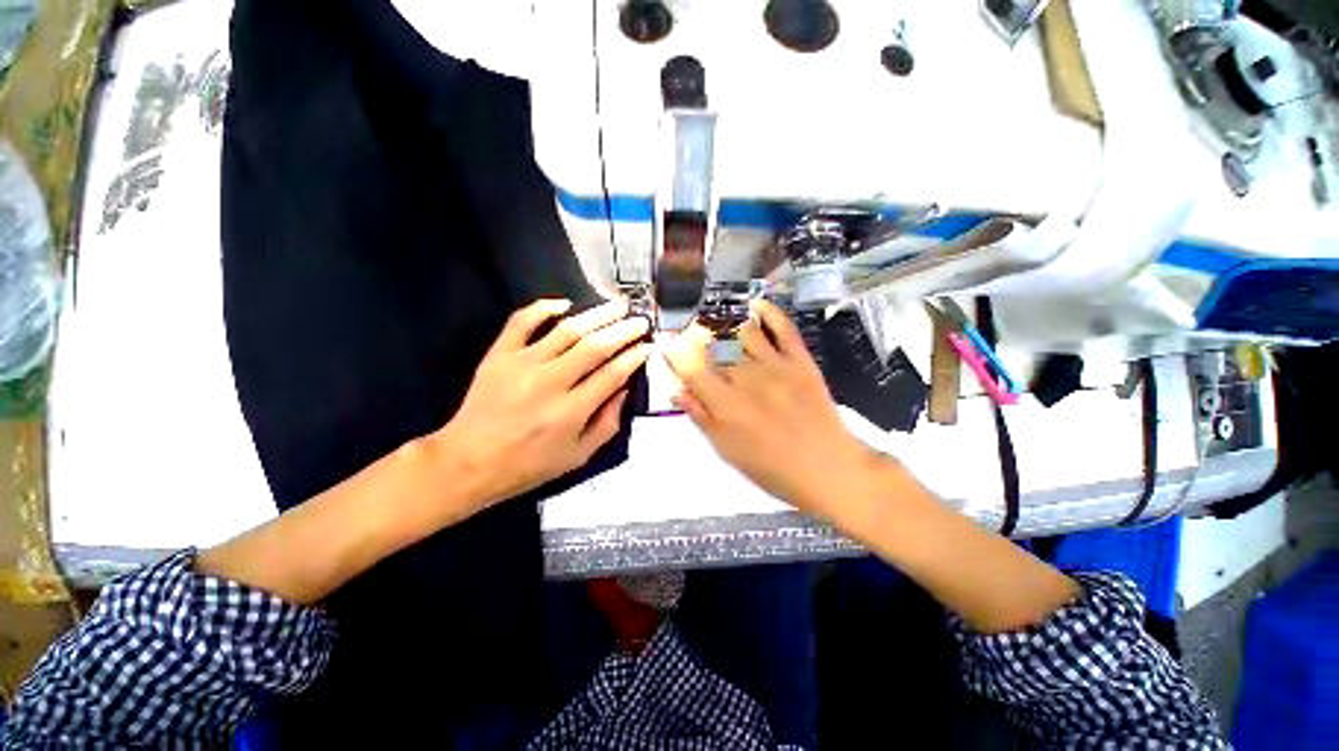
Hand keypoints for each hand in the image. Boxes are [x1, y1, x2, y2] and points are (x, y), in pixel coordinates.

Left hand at [432, 299, 650, 513]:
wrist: (467, 463)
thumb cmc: (528, 465)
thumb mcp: (578, 456)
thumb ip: (607, 424)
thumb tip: (624, 389)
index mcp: (571, 411)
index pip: (612, 374)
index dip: (634, 357)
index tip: (648, 346)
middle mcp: (550, 382)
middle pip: (595, 346)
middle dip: (623, 331)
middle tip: (640, 321)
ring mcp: (522, 364)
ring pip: (567, 330)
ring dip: (596, 315)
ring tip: (617, 306)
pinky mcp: (499, 355)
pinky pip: (522, 321)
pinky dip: (543, 308)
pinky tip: (564, 304)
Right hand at [662, 300, 877, 513]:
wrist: (827, 467)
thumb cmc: (771, 467)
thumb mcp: (727, 449)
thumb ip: (701, 417)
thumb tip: (677, 392)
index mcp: (725, 403)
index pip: (691, 369)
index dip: (675, 353)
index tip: (665, 340)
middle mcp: (746, 378)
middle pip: (714, 346)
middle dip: (696, 334)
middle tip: (689, 330)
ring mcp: (775, 365)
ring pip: (743, 331)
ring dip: (725, 322)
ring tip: (715, 318)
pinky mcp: (800, 360)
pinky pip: (783, 328)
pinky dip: (769, 311)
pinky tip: (756, 304)